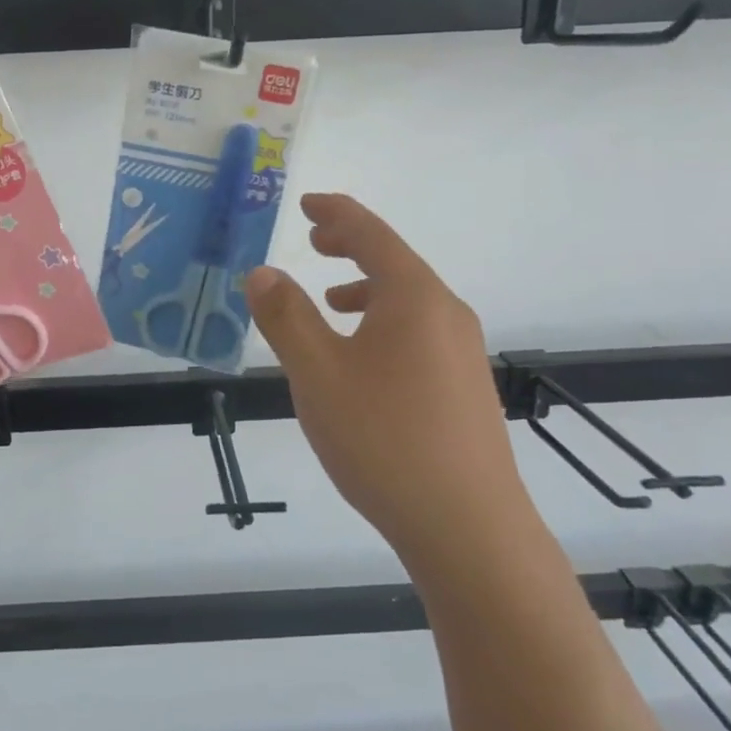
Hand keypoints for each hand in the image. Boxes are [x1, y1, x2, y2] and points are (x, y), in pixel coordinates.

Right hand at [245, 194, 526, 556]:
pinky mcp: (466, 387)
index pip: (371, 234)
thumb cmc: (384, 439)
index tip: (307, 203)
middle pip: (394, 262)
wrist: (468, 527)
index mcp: (414, 297)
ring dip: (367, 287)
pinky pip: (418, 332)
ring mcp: (463, 352)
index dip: (336, 213)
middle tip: (315, 240)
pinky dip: (383, 323)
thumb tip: (262, 271)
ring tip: (331, 298)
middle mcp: (446, 313)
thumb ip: (286, 317)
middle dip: (351, 245)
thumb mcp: (318, 374)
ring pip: (408, 301)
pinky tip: (362, 359)